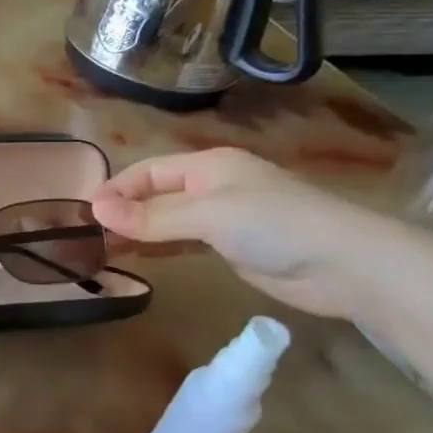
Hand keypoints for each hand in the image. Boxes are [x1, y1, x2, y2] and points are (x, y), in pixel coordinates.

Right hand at [89, 148, 399, 318]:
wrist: (346, 266)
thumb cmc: (274, 225)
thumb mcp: (207, 215)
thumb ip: (151, 216)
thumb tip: (96, 211)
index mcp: (207, 166)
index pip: (147, 171)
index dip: (116, 190)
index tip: (87, 215)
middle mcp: (212, 186)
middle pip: (155, 195)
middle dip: (124, 212)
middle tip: (90, 237)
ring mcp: (223, 218)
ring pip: (167, 220)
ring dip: (138, 231)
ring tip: (104, 249)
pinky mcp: (233, 248)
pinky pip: (184, 242)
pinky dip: (160, 247)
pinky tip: (139, 257)